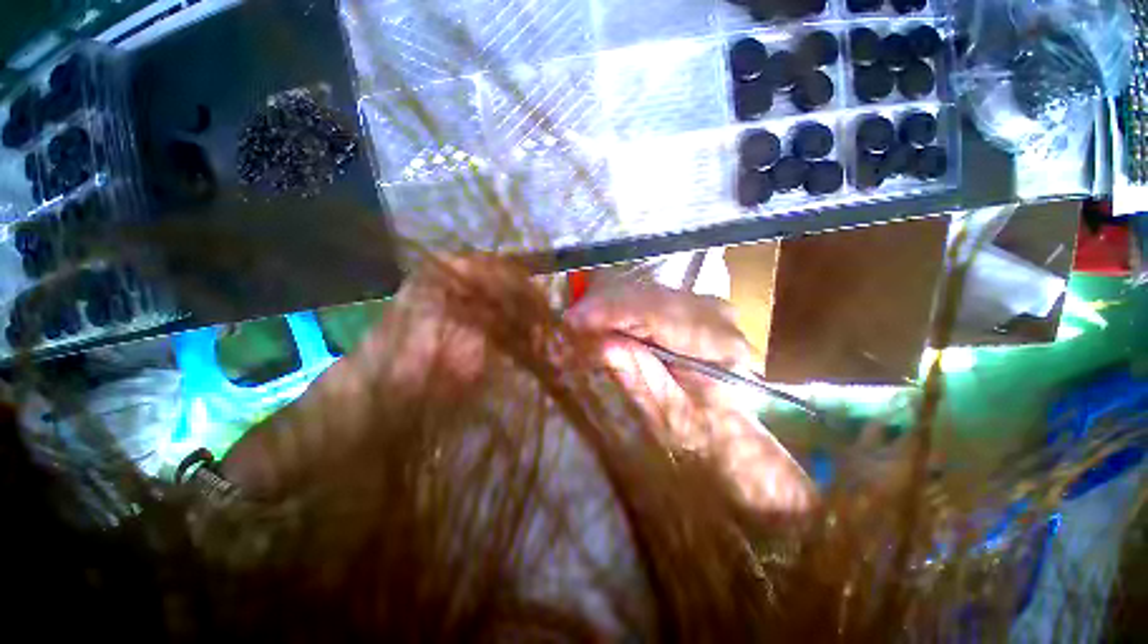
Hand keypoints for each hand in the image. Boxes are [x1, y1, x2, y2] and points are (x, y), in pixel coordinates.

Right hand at [566, 280, 812, 512]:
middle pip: (652, 296)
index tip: (574, 320)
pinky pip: (652, 296)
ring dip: (613, 304)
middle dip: (606, 305)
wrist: (727, 425)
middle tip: (571, 321)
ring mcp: (708, 305)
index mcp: (717, 348)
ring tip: (584, 321)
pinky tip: (606, 318)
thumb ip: (636, 375)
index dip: (613, 312)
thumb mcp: (663, 412)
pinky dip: (625, 305)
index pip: (659, 314)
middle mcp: (718, 316)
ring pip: (650, 291)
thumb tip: (601, 343)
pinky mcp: (695, 304)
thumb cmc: (698, 429)